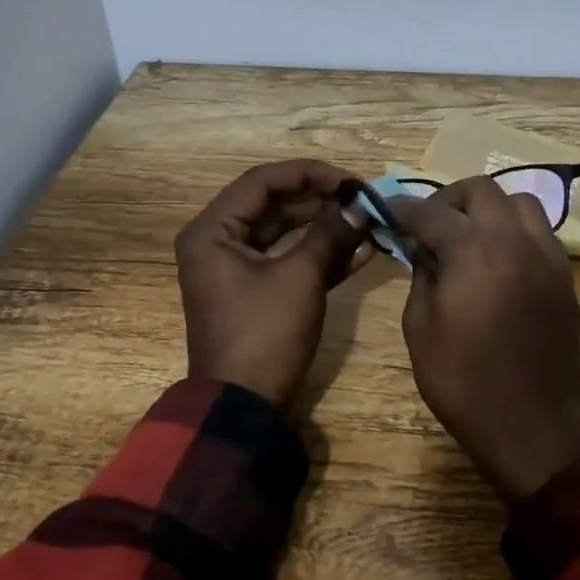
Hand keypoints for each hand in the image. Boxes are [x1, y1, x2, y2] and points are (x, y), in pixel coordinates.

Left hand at [175, 161, 374, 408]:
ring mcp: (237, 270)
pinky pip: (288, 262)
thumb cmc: (264, 334)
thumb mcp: (300, 279)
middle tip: (362, 200)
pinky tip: (361, 250)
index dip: (309, 174)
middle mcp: (219, 243)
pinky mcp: (256, 293)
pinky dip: (320, 256)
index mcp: (213, 231)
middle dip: (320, 201)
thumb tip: (362, 206)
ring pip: (285, 234)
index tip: (350, 180)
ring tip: (366, 221)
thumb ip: (330, 235)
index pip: (262, 181)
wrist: (244, 405)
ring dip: (325, 227)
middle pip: (273, 205)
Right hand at [395, 177, 579, 498]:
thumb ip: (421, 277)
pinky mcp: (565, 278)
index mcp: (473, 252)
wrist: (530, 424)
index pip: (432, 212)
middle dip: (450, 199)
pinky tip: (500, 261)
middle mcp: (515, 241)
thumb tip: (426, 252)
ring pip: (521, 203)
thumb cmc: (463, 381)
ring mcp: (547, 257)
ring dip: (490, 209)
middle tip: (431, 223)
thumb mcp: (420, 329)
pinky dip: (516, 232)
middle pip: (482, 190)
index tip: (388, 210)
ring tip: (471, 236)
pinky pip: (540, 234)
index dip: (404, 208)